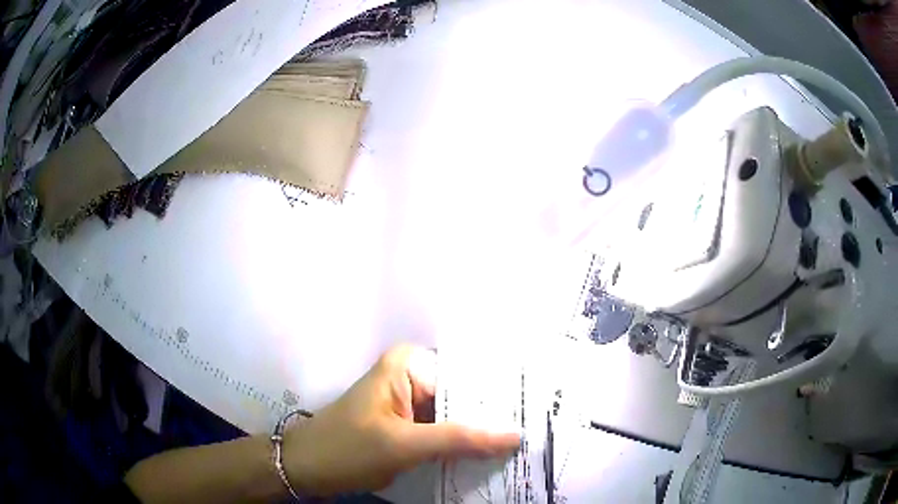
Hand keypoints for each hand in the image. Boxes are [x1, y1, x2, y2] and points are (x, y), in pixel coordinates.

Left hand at [283, 344, 520, 495]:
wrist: (308, 468)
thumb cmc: (347, 449)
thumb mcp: (404, 445)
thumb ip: (460, 439)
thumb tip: (516, 435)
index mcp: (410, 365)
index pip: (469, 378)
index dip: (501, 398)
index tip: (538, 412)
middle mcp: (413, 376)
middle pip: (465, 398)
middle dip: (493, 419)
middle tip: (536, 434)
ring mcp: (411, 403)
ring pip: (457, 418)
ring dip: (480, 435)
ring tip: (523, 447)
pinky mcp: (409, 425)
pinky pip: (444, 433)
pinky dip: (462, 447)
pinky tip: (490, 458)